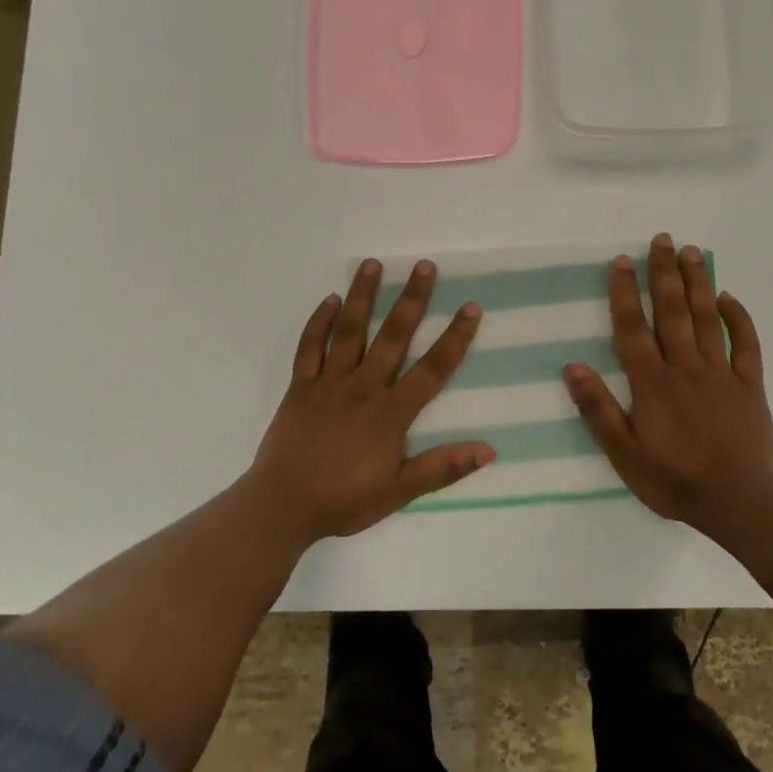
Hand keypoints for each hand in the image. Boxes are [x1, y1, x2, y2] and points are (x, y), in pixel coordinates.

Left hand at [248, 258, 492, 544]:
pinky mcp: (300, 386)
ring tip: (372, 264)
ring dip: (362, 296)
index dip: (455, 338)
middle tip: (424, 266)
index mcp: (390, 412)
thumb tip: (490, 450)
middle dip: (411, 299)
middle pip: (392, 336)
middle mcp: (363, 388)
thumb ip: (443, 468)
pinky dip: (318, 322)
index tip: (471, 307)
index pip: (432, 369)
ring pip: (349, 331)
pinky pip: (309, 347)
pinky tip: (329, 299)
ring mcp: (328, 383)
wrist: (282, 507)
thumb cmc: (344, 500)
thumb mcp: (400, 492)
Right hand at [562, 233, 772, 539]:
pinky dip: (738, 318)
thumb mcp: (624, 454)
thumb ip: (598, 410)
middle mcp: (685, 367)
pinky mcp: (749, 385)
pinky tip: (729, 297)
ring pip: (706, 318)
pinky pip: (745, 344)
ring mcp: (721, 373)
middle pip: (671, 311)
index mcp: (652, 383)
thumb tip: (572, 367)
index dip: (624, 292)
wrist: (740, 503)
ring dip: (698, 283)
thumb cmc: (674, 481)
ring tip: (691, 251)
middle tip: (661, 239)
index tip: (620, 261)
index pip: (632, 328)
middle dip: (664, 273)